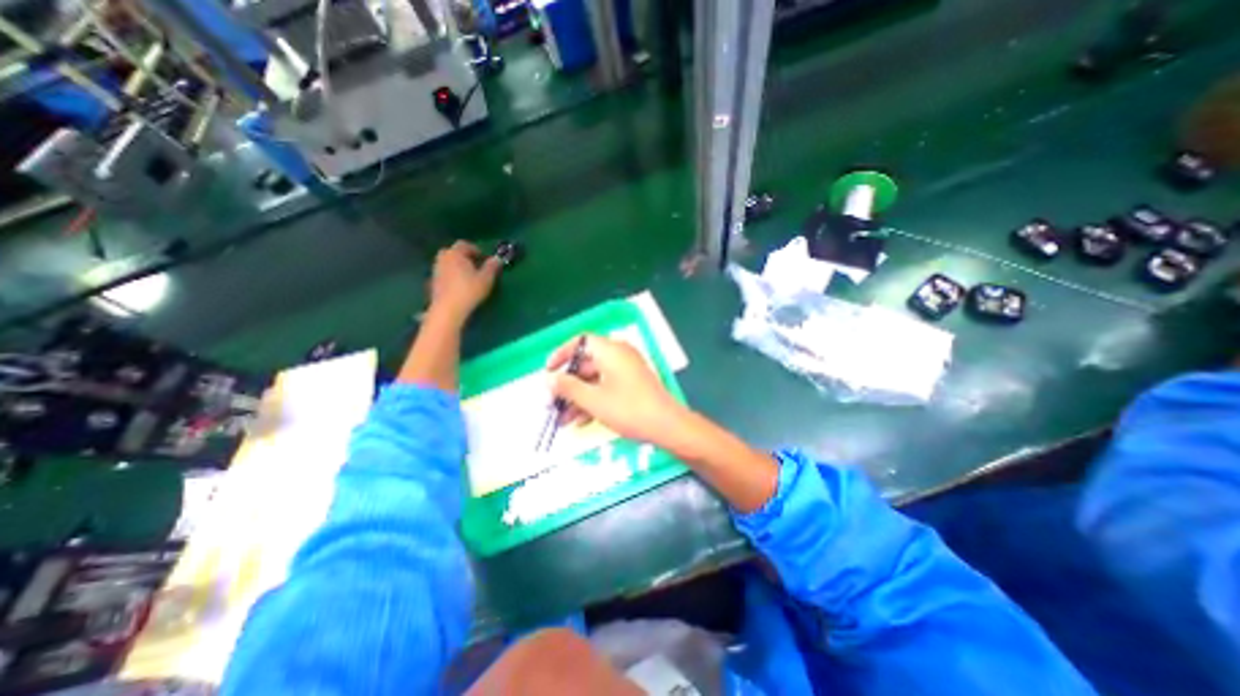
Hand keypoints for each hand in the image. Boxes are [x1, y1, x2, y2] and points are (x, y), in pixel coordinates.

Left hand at [428, 243, 499, 322]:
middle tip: (475, 266)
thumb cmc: (469, 290)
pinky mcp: (433, 283)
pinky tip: (459, 287)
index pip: (464, 244)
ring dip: (457, 267)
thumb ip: (492, 267)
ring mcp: (436, 270)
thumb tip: (497, 258)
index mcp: (455, 253)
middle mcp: (443, 258)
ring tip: (468, 277)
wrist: (448, 309)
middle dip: (463, 257)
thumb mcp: (486, 278)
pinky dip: (451, 277)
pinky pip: (444, 275)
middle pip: (453, 252)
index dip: (475, 249)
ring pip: (447, 263)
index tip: (484, 258)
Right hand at [546, 336, 693, 445]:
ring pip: (595, 379)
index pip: (581, 341)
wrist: (667, 426)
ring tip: (562, 418)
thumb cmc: (628, 409)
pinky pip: (607, 387)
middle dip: (568, 385)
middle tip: (552, 402)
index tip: (548, 371)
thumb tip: (549, 379)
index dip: (561, 354)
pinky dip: (593, 400)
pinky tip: (580, 421)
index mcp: (610, 350)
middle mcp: (619, 355)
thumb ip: (568, 387)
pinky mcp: (632, 385)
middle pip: (586, 363)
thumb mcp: (593, 400)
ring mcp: (627, 371)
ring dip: (578, 397)